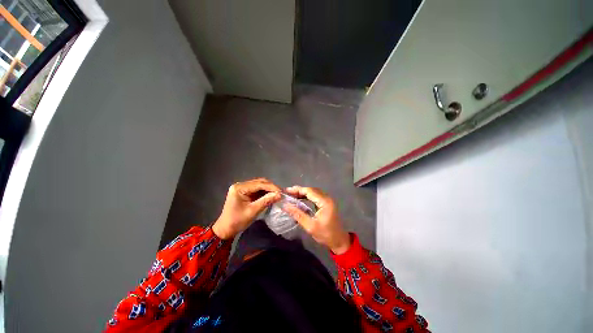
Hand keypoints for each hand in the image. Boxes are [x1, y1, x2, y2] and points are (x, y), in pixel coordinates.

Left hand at [213, 178, 280, 238]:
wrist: (226, 229)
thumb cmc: (237, 221)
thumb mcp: (253, 211)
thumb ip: (266, 201)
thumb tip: (279, 195)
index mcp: (239, 188)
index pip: (259, 184)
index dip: (271, 187)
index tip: (281, 192)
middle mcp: (240, 185)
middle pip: (259, 182)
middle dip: (271, 187)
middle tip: (280, 193)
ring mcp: (242, 188)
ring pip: (259, 185)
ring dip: (268, 189)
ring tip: (277, 194)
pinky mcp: (245, 192)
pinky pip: (257, 189)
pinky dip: (264, 192)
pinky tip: (271, 195)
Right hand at [283, 186, 350, 254]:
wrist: (339, 241)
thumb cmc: (325, 235)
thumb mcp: (310, 226)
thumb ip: (298, 214)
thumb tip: (285, 206)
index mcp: (325, 202)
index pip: (309, 191)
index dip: (297, 190)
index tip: (286, 191)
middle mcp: (327, 198)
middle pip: (311, 190)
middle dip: (299, 191)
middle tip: (287, 193)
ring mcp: (327, 200)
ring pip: (313, 192)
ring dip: (303, 193)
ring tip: (291, 195)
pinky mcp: (326, 204)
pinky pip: (315, 196)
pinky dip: (307, 197)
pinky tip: (300, 199)